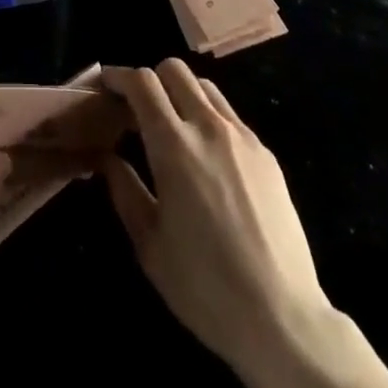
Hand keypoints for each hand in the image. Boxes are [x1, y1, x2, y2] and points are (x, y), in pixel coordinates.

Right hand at [99, 61, 328, 376]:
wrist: (282, 317)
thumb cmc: (204, 286)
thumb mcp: (149, 244)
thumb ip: (124, 190)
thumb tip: (107, 158)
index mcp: (173, 145)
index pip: (142, 82)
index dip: (118, 76)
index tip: (105, 86)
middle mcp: (208, 127)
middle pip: (174, 70)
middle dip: (150, 79)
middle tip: (137, 109)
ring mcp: (242, 137)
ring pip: (205, 87)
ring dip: (181, 93)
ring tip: (172, 127)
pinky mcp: (266, 154)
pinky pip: (229, 116)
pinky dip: (208, 118)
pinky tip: (207, 157)